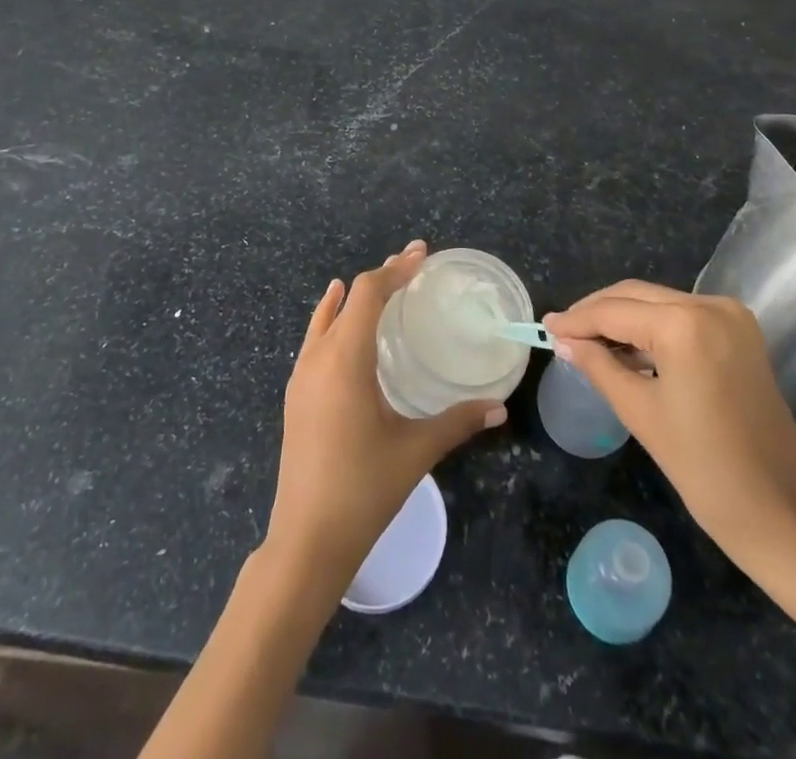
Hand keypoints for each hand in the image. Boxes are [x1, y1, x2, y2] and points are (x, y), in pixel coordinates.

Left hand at [266, 240, 505, 591]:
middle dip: (381, 278)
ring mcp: (300, 376)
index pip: (368, 293)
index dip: (395, 269)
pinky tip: (340, 322)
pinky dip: (332, 318)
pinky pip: (315, 339)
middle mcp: (318, 358)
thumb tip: (499, 407)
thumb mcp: (416, 451)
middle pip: (348, 298)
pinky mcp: (295, 395)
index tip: (421, 254)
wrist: (306, 540)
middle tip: (412, 267)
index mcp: (345, 360)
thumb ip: (458, 422)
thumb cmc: (363, 489)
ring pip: (327, 317)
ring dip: (354, 297)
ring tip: (384, 286)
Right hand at [543, 282, 795, 566]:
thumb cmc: (705, 469)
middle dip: (597, 313)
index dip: (576, 320)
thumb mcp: (640, 412)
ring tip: (587, 342)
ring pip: (658, 302)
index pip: (614, 311)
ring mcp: (730, 316)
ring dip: (622, 318)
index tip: (544, 326)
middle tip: (562, 333)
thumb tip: (563, 341)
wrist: (783, 513)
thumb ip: (598, 365)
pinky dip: (651, 327)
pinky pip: (682, 316)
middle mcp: (710, 305)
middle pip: (636, 296)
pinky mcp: (740, 332)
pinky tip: (626, 347)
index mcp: (685, 324)